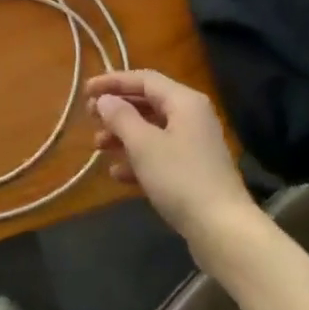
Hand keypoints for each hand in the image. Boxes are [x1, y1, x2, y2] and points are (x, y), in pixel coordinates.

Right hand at [86, 70, 257, 255]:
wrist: (223, 230)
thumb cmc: (180, 179)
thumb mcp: (144, 145)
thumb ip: (121, 117)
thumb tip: (105, 100)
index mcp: (184, 101)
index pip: (144, 79)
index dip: (113, 81)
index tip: (86, 91)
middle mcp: (192, 116)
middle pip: (148, 103)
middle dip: (117, 109)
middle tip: (90, 117)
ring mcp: (194, 145)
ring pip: (152, 130)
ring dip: (123, 135)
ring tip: (97, 146)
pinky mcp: (194, 171)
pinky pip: (160, 154)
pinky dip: (138, 159)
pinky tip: (117, 174)